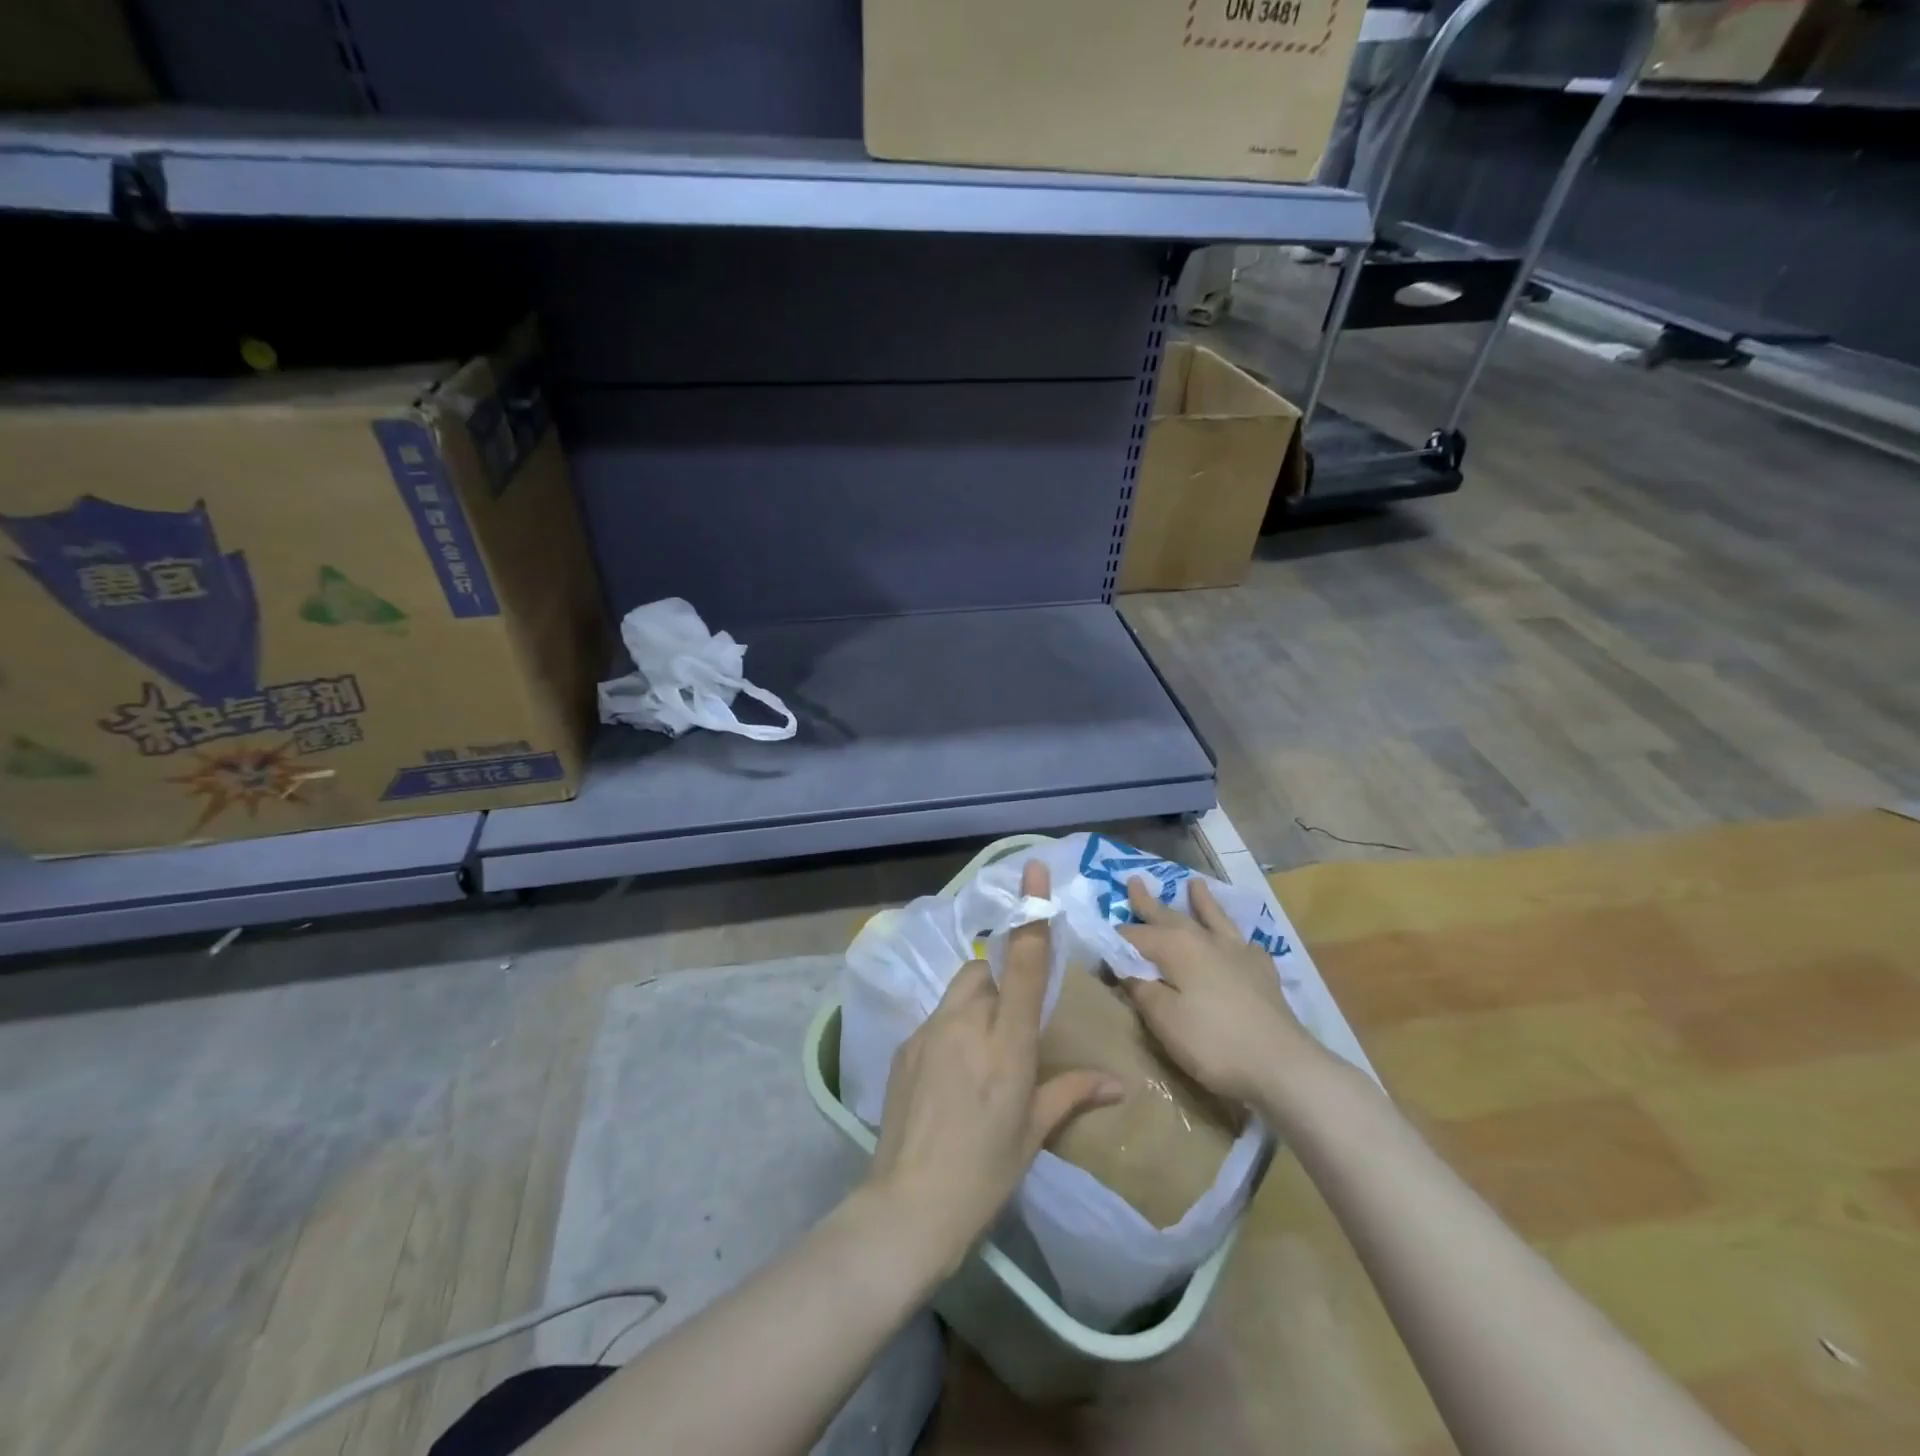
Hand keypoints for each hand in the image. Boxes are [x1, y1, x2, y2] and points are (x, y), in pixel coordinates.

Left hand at [866, 860, 1121, 1274]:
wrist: (908, 1205)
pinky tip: (953, 1071)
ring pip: (958, 991)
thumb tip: (1120, 1084)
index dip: (1031, 913)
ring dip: (975, 1002)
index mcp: (1006, 1042)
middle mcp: (966, 1023)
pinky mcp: (905, 1046)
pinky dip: (953, 1026)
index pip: (1022, 962)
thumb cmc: (984, 1173)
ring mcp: (929, 1031)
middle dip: (999, 976)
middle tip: (1010, 1021)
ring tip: (981, 1049)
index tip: (1034, 869)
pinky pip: (937, 1018)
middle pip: (983, 969)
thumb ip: (1073, 1094)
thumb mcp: (1033, 1133)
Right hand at [1117, 876, 1319, 1105]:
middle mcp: (1206, 940)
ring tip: (1194, 884)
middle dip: (1149, 902)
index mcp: (1176, 947)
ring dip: (1202, 902)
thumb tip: (1124, 966)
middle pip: (1171, 917)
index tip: (1100, 944)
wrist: (1282, 1065)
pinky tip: (1242, 943)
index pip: (1135, 936)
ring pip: (1214, 919)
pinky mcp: (1263, 973)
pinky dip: (1238, 940)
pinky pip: (1246, 945)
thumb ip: (1140, 988)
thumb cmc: (1213, 1042)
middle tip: (1135, 881)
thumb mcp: (1163, 1019)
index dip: (1116, 940)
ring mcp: (1238, 954)